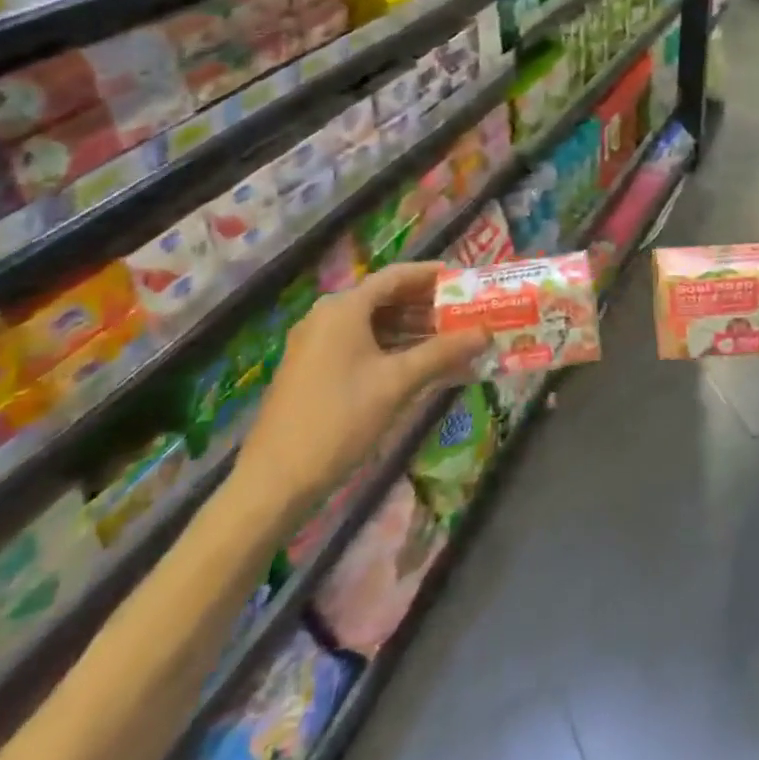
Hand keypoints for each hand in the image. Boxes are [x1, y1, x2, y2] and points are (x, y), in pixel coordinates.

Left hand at [231, 263, 486, 529]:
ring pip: (373, 324)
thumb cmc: (339, 421)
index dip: (432, 275)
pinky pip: (359, 345)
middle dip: (426, 306)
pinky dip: (390, 349)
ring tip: (450, 341)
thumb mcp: (397, 383)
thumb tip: (486, 333)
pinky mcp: (312, 369)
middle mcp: (327, 316)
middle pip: (385, 298)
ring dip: (411, 330)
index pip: (396, 276)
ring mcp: (316, 344)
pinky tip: (417, 366)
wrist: (273, 483)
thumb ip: (442, 353)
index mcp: (344, 308)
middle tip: (464, 314)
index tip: (464, 280)